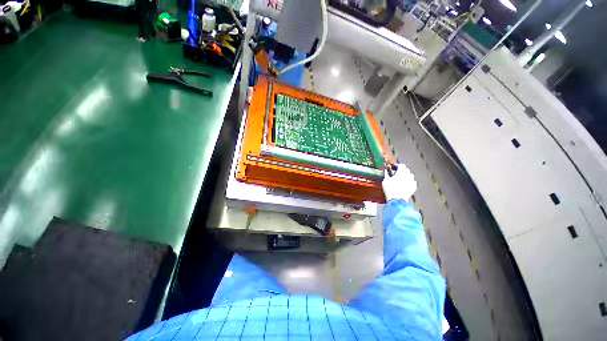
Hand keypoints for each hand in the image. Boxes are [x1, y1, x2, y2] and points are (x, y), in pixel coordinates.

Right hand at [382, 163, 416, 201]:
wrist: (396, 199)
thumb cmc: (390, 189)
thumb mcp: (385, 180)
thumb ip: (386, 174)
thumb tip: (386, 170)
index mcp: (401, 172)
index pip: (401, 165)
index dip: (397, 165)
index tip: (394, 167)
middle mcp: (408, 176)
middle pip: (407, 170)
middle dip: (402, 170)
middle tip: (397, 172)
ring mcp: (412, 182)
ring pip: (411, 175)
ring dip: (406, 175)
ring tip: (402, 178)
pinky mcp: (413, 188)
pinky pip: (413, 182)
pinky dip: (410, 182)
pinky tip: (406, 183)